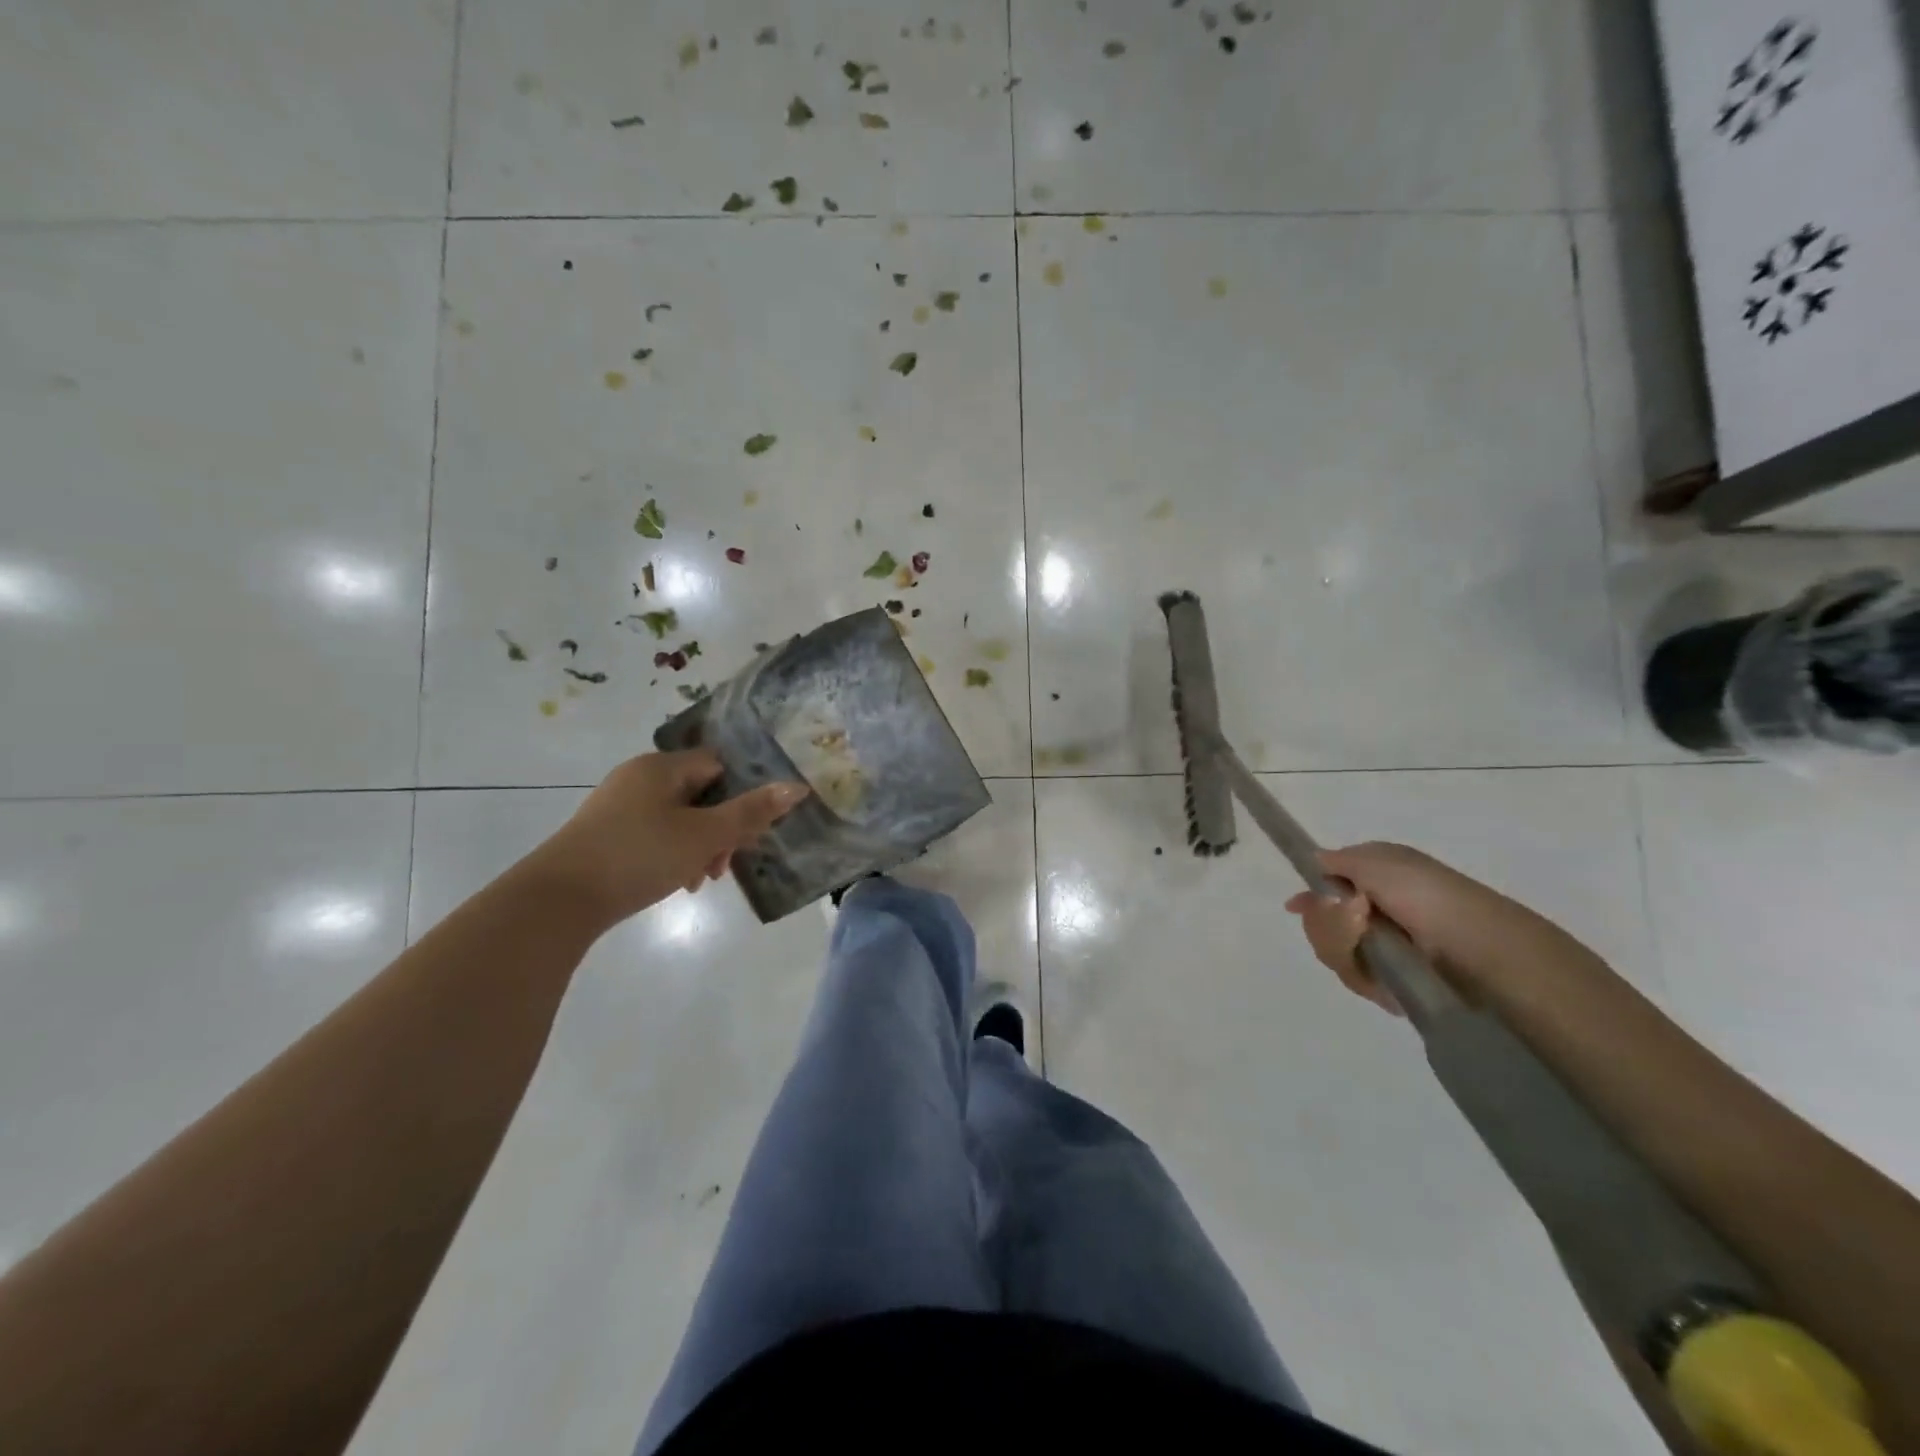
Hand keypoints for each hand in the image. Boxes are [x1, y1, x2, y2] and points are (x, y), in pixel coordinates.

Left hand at [525, 749, 808, 927]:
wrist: (558, 899)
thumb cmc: (640, 856)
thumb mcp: (705, 835)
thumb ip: (752, 812)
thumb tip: (797, 787)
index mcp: (662, 766)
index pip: (719, 765)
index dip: (742, 794)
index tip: (748, 833)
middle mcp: (638, 776)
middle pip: (701, 792)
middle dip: (721, 829)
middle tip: (725, 864)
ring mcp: (618, 804)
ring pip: (678, 817)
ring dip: (699, 845)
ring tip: (699, 880)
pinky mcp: (605, 832)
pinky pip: (654, 833)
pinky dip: (672, 853)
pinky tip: (676, 882)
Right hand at [1284, 842, 1527, 1015]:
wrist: (1479, 951)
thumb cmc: (1428, 895)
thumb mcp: (1377, 861)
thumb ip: (1338, 861)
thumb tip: (1314, 861)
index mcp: (1377, 877)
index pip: (1326, 887)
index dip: (1310, 897)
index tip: (1295, 906)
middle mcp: (1376, 911)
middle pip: (1322, 922)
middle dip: (1328, 923)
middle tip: (1356, 919)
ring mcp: (1383, 948)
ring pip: (1334, 951)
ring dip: (1344, 947)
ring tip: (1372, 945)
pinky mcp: (1392, 981)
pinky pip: (1356, 979)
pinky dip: (1365, 977)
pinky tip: (1383, 975)